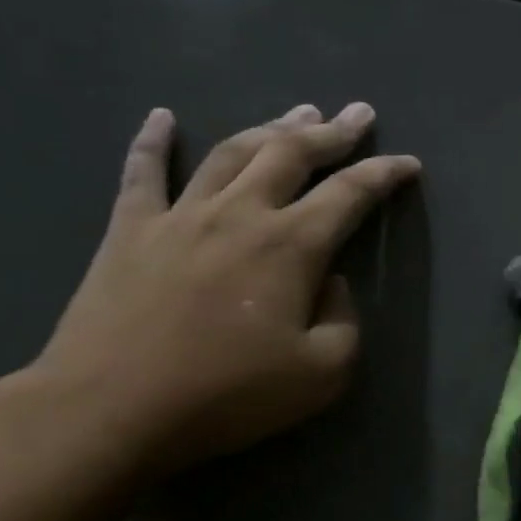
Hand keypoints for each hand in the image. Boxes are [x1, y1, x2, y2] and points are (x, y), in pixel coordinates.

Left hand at [27, 102, 419, 474]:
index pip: (350, 194)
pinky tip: (162, 117)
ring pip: (232, 152)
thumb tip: (331, 283)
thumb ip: (344, 321)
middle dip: (332, 132)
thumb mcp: (321, 374)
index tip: (408, 164)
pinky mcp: (129, 230)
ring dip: (270, 127)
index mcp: (290, 246)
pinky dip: (153, 141)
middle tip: (358, 113)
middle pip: (292, 154)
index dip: (384, 174)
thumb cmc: (226, 395)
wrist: (112, 408)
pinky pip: (143, 172)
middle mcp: (239, 213)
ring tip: (297, 111)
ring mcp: (180, 215)